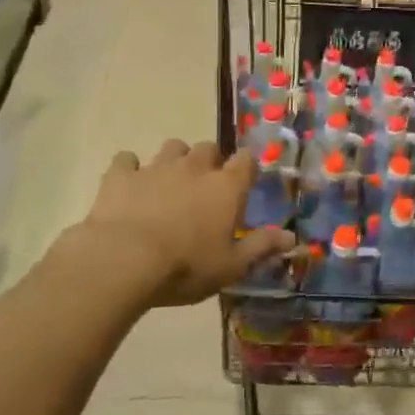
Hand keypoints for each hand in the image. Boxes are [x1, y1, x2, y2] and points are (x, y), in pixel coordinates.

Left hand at [69, 140, 291, 311]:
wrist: (123, 261)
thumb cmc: (186, 267)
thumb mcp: (232, 265)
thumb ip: (262, 246)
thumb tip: (293, 238)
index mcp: (226, 186)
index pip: (246, 160)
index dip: (246, 167)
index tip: (244, 181)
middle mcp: (194, 167)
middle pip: (208, 148)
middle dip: (209, 161)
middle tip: (205, 187)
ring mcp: (156, 167)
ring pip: (171, 147)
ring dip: (174, 160)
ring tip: (170, 182)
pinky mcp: (121, 175)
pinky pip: (127, 160)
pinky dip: (130, 169)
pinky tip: (129, 186)